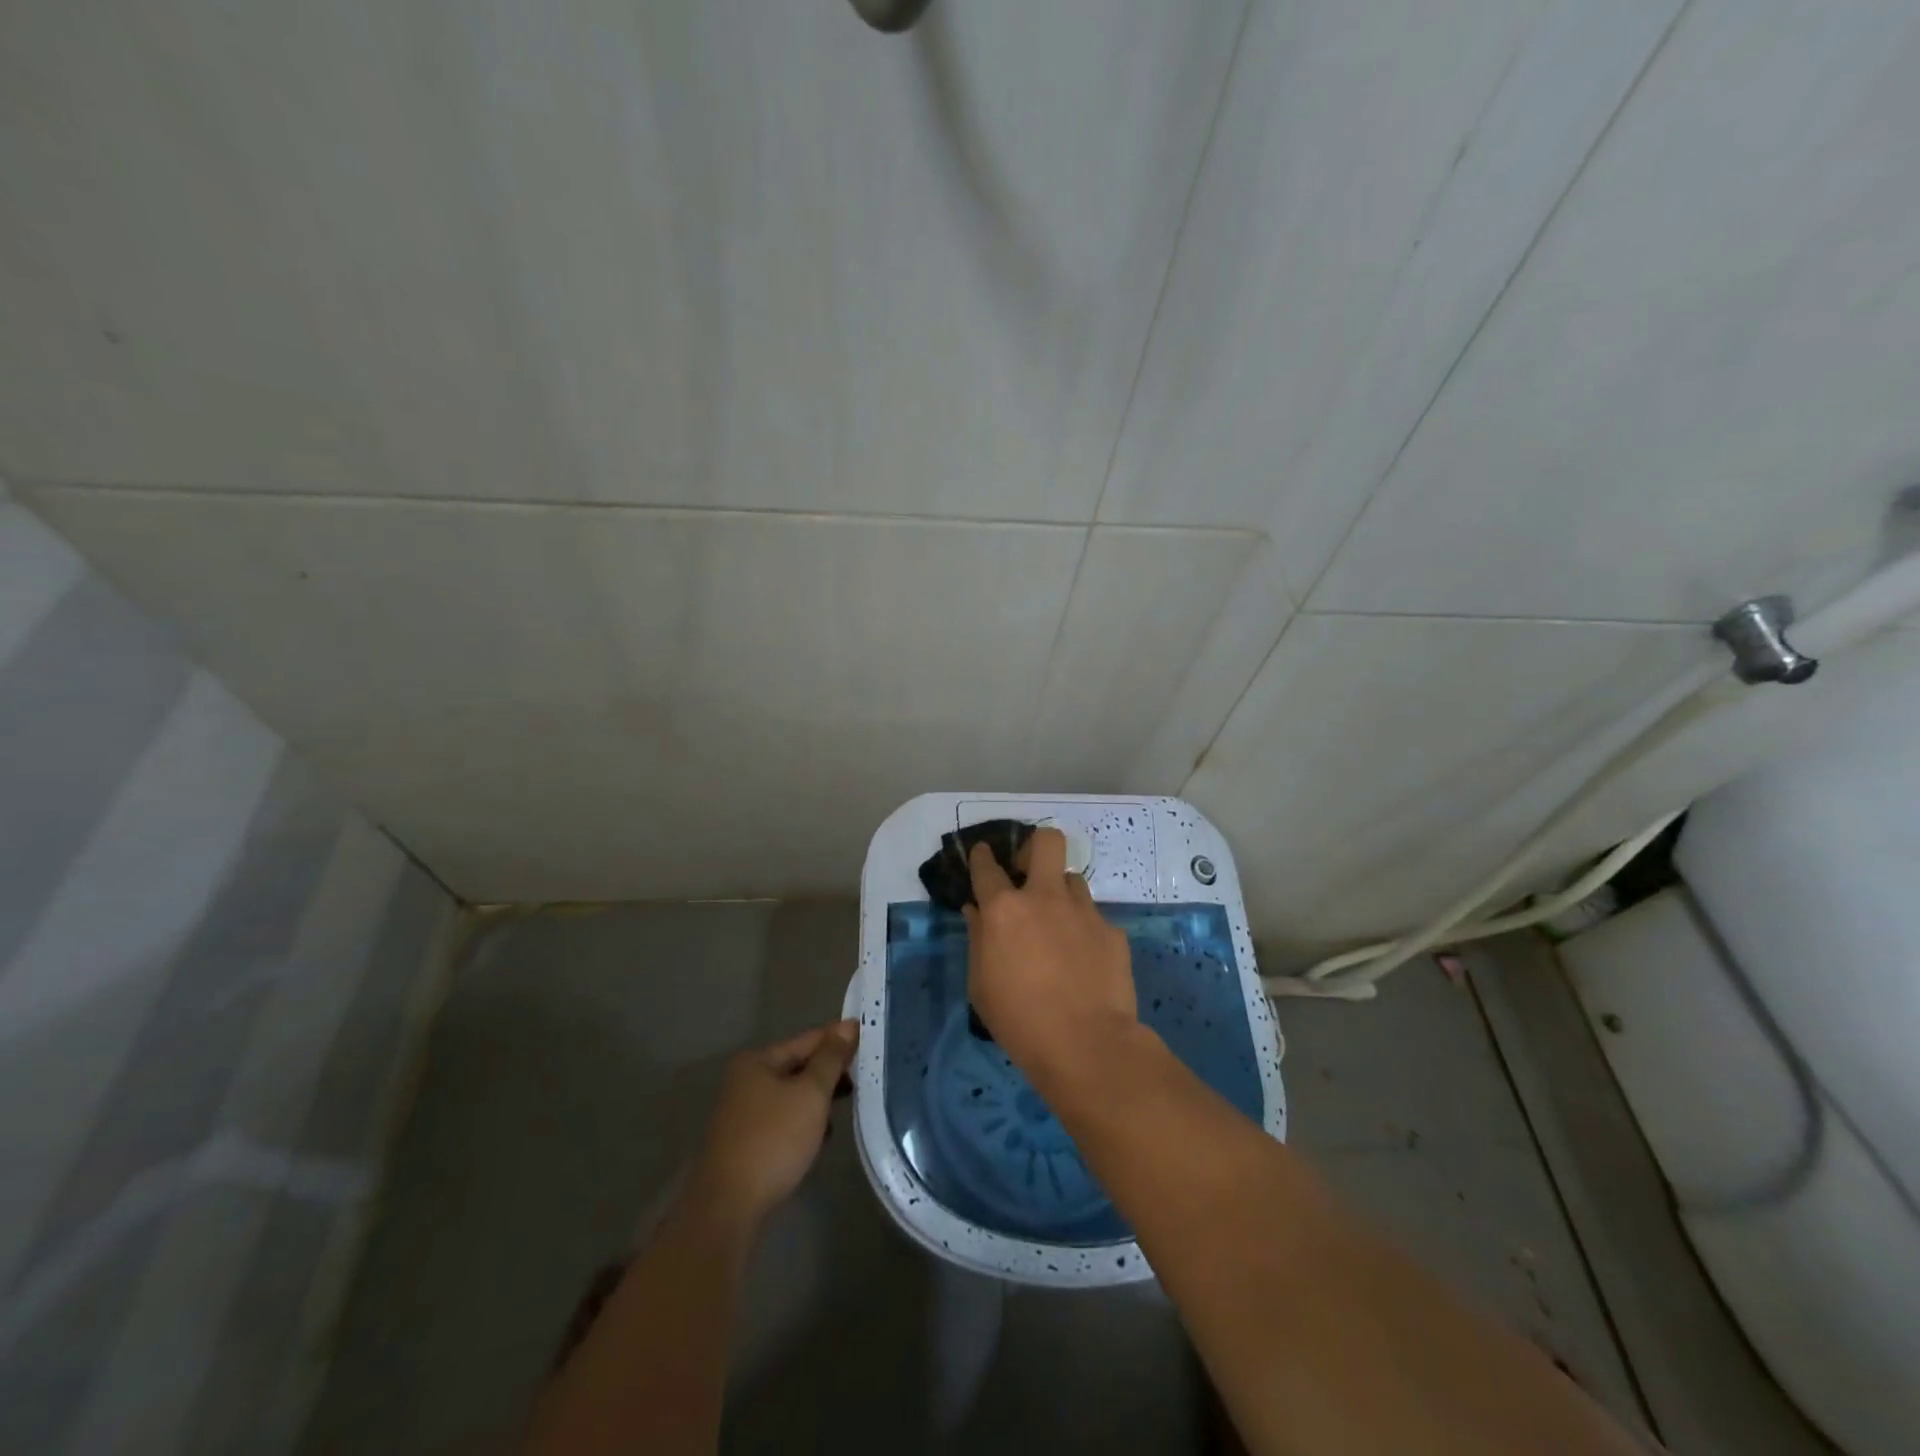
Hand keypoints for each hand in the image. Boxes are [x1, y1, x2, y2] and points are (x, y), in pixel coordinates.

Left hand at [688, 1019, 858, 1226]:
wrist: (728, 1208)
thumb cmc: (773, 1140)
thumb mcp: (810, 1094)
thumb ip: (831, 1058)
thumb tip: (848, 1025)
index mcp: (758, 1061)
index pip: (808, 1039)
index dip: (840, 1038)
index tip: (872, 1040)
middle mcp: (747, 1080)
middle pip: (799, 1066)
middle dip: (831, 1073)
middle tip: (866, 1076)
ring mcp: (744, 1113)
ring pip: (794, 1095)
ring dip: (819, 1100)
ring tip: (849, 1107)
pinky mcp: (747, 1142)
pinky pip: (785, 1120)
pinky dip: (804, 1123)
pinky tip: (821, 1137)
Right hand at [964, 828, 1137, 1081]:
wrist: (1087, 1045)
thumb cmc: (1019, 1020)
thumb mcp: (981, 985)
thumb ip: (978, 939)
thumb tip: (976, 911)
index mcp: (1004, 910)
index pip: (987, 867)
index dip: (982, 856)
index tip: (982, 853)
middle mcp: (1045, 898)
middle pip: (1047, 842)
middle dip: (1036, 847)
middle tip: (1030, 872)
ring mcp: (1083, 911)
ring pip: (1073, 880)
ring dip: (1061, 894)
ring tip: (1060, 925)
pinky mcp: (1112, 931)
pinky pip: (1094, 919)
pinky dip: (1085, 931)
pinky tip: (1085, 961)